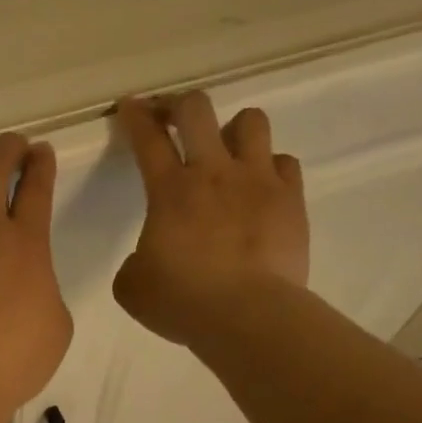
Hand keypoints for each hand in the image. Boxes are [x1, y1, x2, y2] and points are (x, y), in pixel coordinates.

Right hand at [112, 93, 308, 345]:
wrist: (247, 316)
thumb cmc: (182, 302)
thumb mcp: (133, 288)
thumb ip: (135, 262)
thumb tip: (148, 258)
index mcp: (170, 191)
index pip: (148, 139)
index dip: (135, 117)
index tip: (131, 106)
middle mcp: (214, 172)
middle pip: (198, 109)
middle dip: (181, 106)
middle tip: (175, 120)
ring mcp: (258, 181)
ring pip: (251, 121)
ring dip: (234, 130)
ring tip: (229, 153)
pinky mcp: (291, 200)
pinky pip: (285, 163)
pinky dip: (270, 169)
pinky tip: (262, 189)